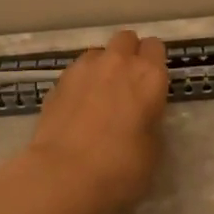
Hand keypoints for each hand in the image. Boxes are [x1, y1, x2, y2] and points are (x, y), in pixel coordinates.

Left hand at [23, 29, 169, 213]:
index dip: (154, 61)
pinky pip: (76, 71)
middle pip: (126, 39)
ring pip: (98, 52)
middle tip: (128, 83)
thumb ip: (150, 121)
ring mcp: (83, 69)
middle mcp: (118, 63)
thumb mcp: (153, 149)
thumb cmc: (120, 167)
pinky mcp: (57, 82)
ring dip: (103, 66)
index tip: (152, 82)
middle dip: (129, 54)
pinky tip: (78, 107)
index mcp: (149, 76)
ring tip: (99, 94)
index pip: (155, 47)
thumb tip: (141, 117)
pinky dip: (80, 82)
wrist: (63, 175)